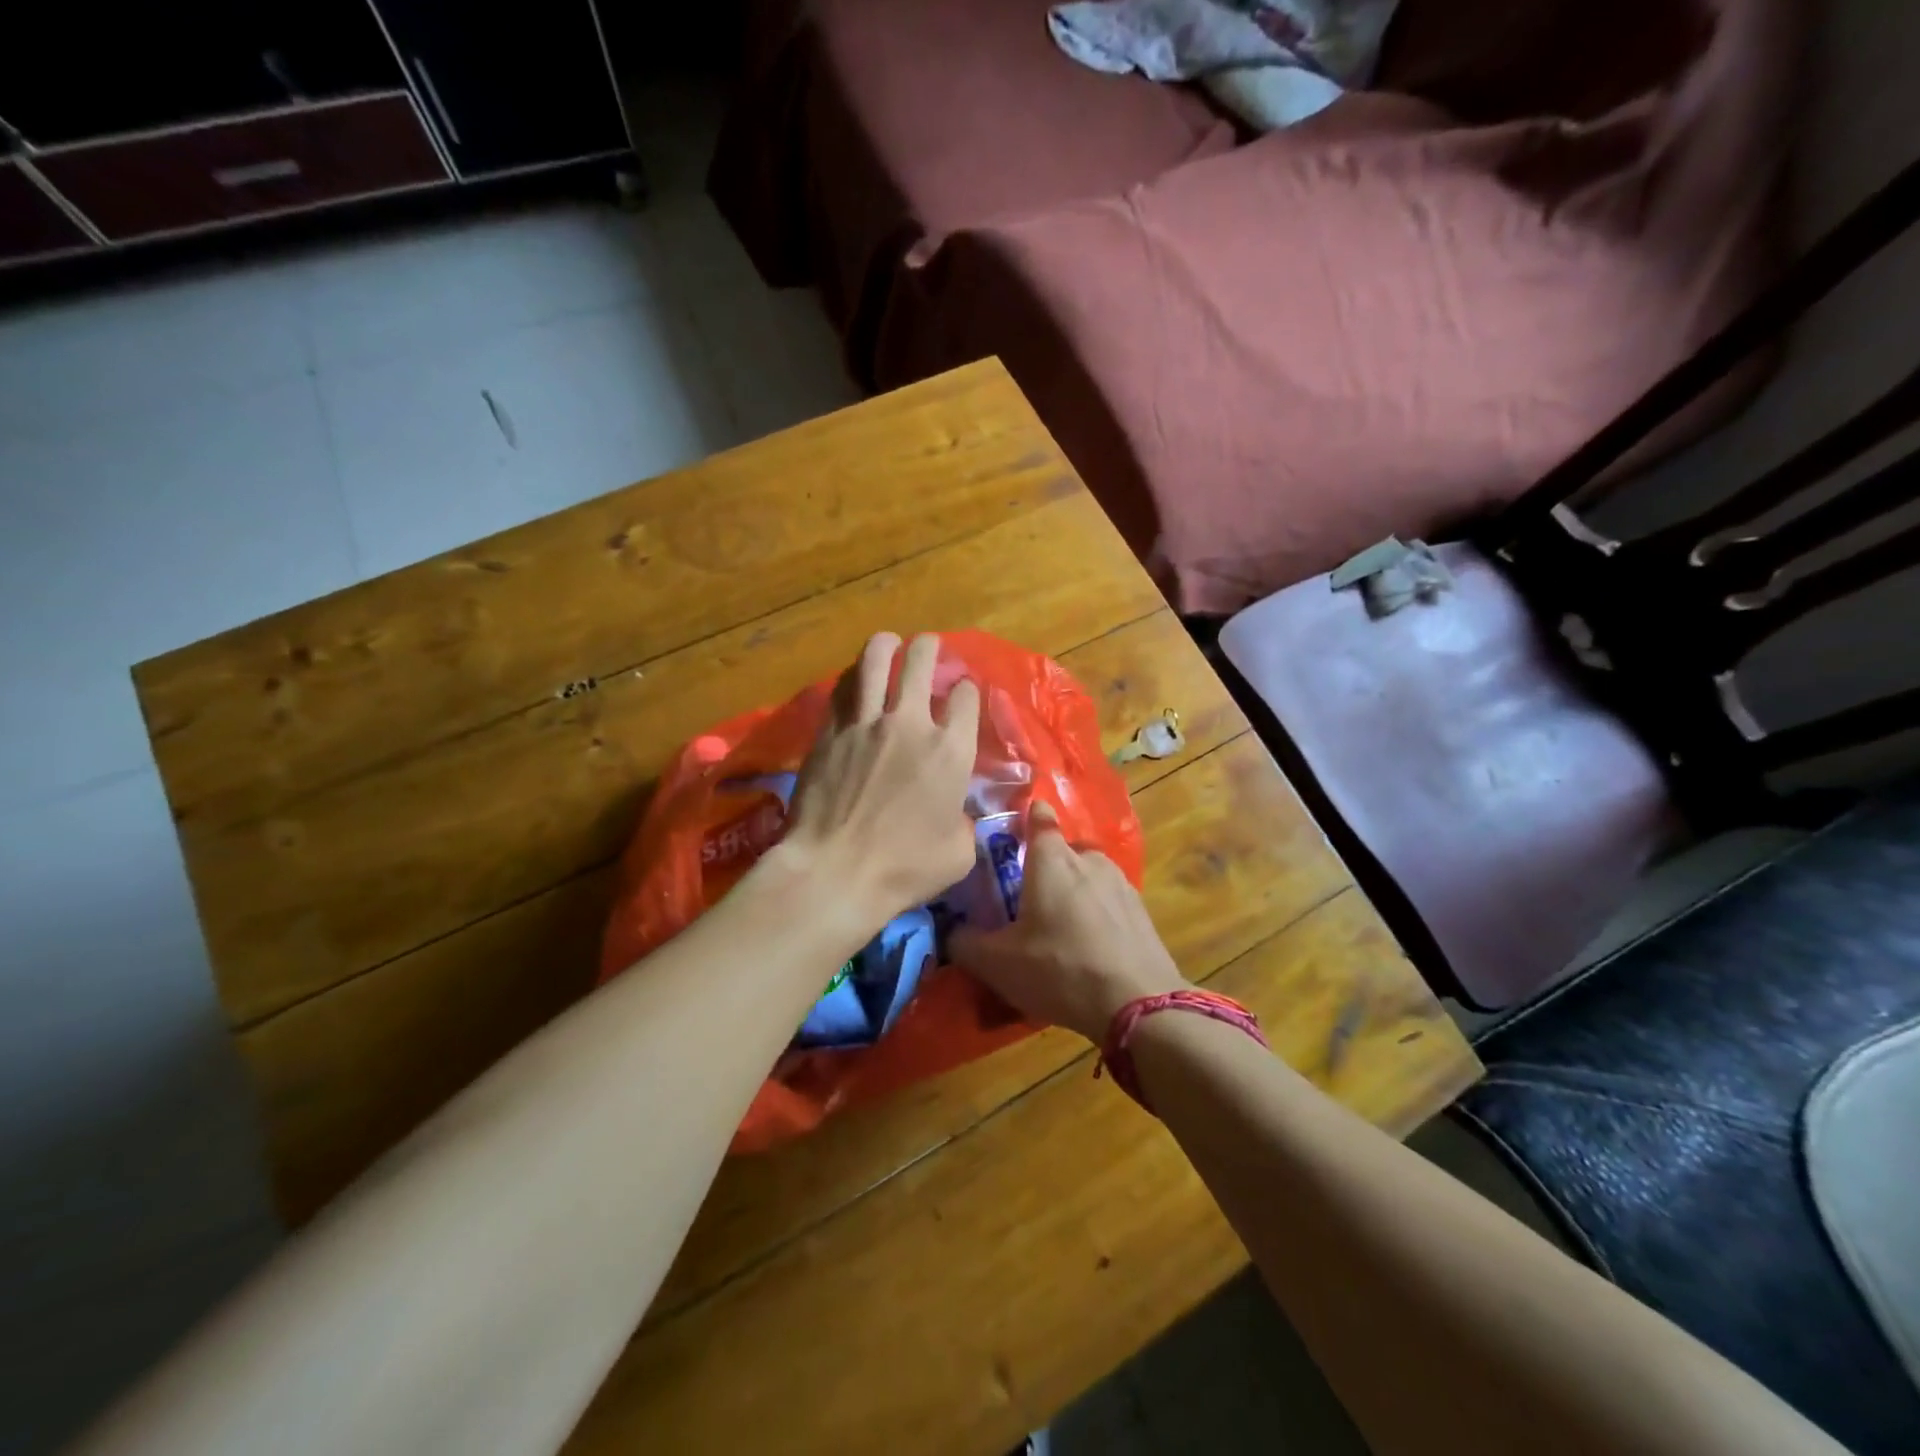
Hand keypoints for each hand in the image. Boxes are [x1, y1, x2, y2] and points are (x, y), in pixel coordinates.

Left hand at [772, 632, 981, 932]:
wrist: (835, 872)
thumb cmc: (905, 870)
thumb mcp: (958, 853)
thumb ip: (963, 821)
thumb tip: (953, 813)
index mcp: (951, 751)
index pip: (965, 699)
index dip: (966, 691)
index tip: (962, 694)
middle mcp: (910, 724)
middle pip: (921, 663)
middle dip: (929, 649)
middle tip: (927, 647)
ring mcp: (865, 724)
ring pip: (875, 661)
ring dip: (886, 645)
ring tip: (888, 642)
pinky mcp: (829, 732)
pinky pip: (841, 689)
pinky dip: (851, 677)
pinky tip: (853, 677)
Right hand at [951, 802, 1186, 1042]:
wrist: (1139, 1004)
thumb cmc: (1060, 969)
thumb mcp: (997, 963)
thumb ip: (965, 942)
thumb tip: (951, 931)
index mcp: (1052, 859)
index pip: (1039, 817)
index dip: (1027, 815)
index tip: (1016, 822)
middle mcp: (1088, 859)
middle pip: (1062, 851)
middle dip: (1046, 867)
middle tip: (1026, 898)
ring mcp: (1121, 883)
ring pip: (1088, 876)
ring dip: (1073, 892)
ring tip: (1059, 927)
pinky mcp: (1141, 911)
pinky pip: (1108, 902)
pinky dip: (1096, 915)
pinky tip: (1089, 946)